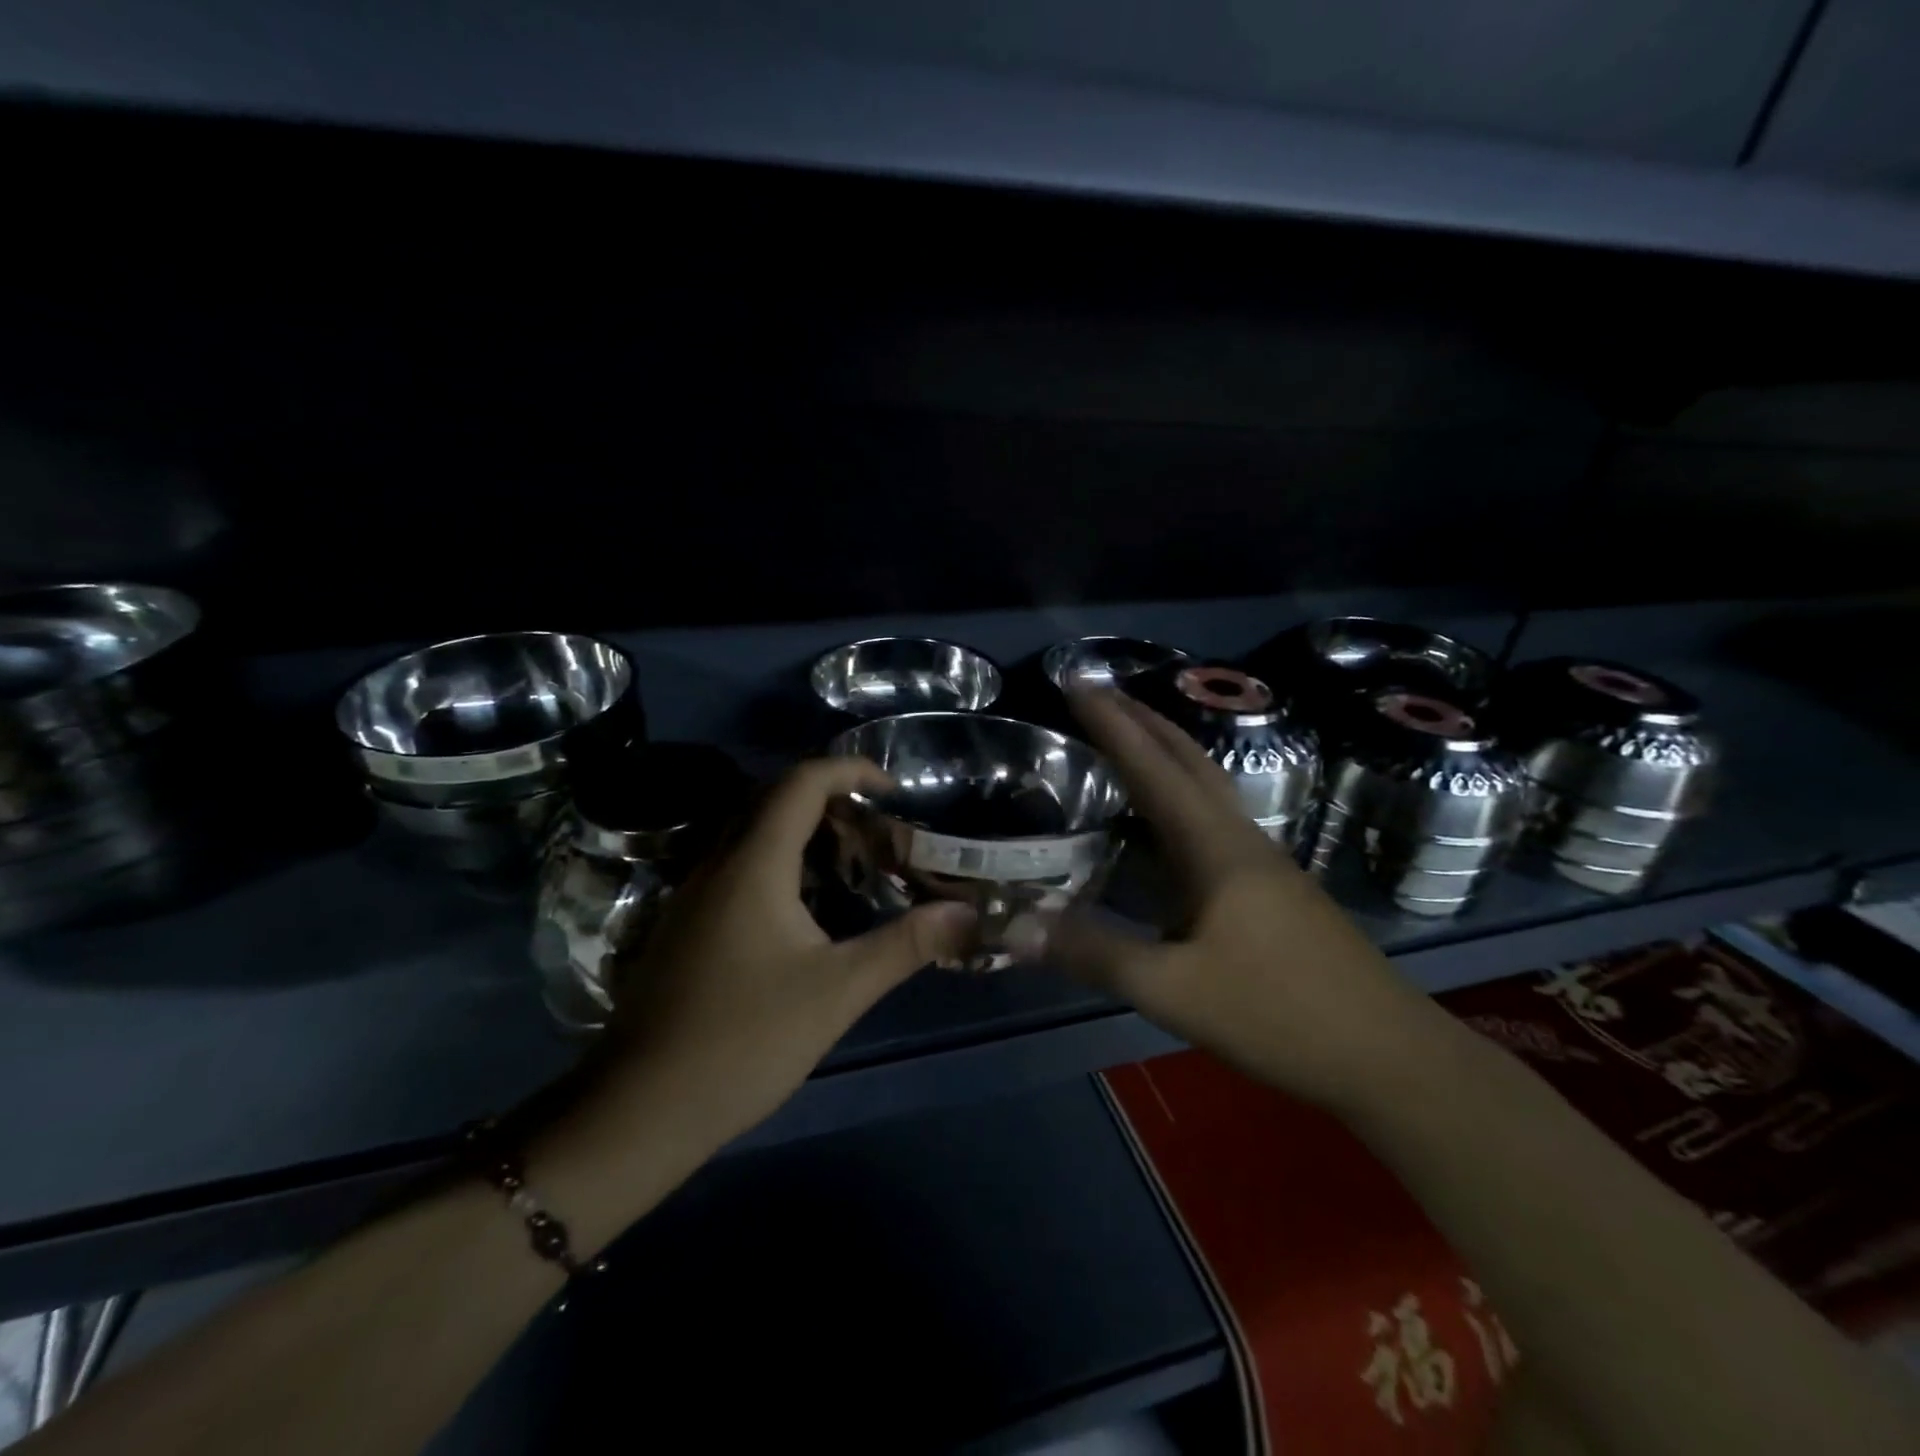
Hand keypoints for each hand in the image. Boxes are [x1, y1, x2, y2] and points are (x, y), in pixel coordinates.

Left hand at [578, 758, 975, 1151]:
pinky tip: (803, 906)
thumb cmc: (745, 1040)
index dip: (851, 770)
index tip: (894, 789)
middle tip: (878, 829)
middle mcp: (718, 863)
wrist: (640, 1108)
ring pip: (751, 832)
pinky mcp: (685, 924)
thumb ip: (904, 945)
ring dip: (802, 829)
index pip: (802, 782)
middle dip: (831, 798)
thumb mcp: (838, 991)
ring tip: (850, 860)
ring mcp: (693, 894)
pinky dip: (778, 860)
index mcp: (754, 863)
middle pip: (774, 798)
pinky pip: (736, 864)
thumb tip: (966, 913)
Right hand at [1023, 688, 1440, 1109]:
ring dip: (1166, 752)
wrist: (1392, 1058)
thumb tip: (1018, 924)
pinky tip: (1169, 822)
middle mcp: (1241, 838)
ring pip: (1208, 786)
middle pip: (1190, 759)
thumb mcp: (1174, 990)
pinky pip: (1216, 819)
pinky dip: (1182, 794)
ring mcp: (1265, 863)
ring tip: (1128, 740)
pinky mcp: (1275, 889)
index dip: (1112, 723)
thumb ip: (1095, 954)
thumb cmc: (1281, 1014)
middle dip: (1143, 719)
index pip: (1154, 767)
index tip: (1077, 683)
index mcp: (1216, 847)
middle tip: (1098, 694)